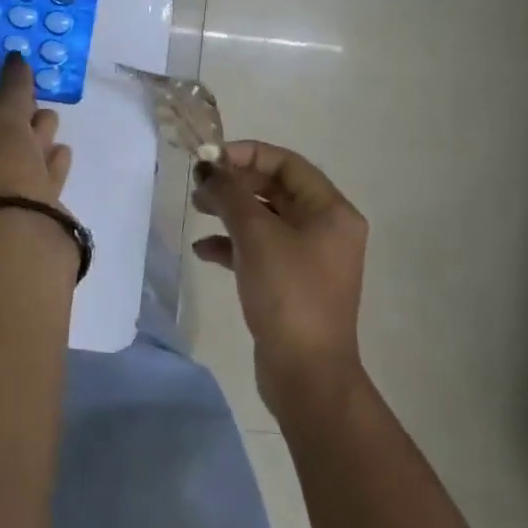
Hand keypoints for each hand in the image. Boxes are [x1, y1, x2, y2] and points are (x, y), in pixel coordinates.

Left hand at [0, 53, 72, 233]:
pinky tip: (63, 153)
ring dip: (36, 144)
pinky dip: (49, 168)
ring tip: (53, 123)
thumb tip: (16, 57)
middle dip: (18, 125)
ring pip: (18, 168)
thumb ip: (11, 85)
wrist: (23, 230)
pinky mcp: (26, 225)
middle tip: (39, 106)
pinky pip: (38, 188)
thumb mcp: (3, 114)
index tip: (19, 95)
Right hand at [192, 141, 368, 410]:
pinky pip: (259, 249)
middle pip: (274, 189)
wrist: (306, 373)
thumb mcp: (256, 236)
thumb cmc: (288, 294)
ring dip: (229, 211)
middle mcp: (325, 229)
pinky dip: (232, 245)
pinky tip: (203, 251)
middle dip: (234, 183)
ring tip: (197, 210)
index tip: (209, 159)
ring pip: (264, 218)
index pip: (287, 163)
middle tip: (198, 185)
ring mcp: (308, 257)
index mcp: (331, 211)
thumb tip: (208, 167)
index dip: (247, 154)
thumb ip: (230, 194)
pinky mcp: (291, 282)